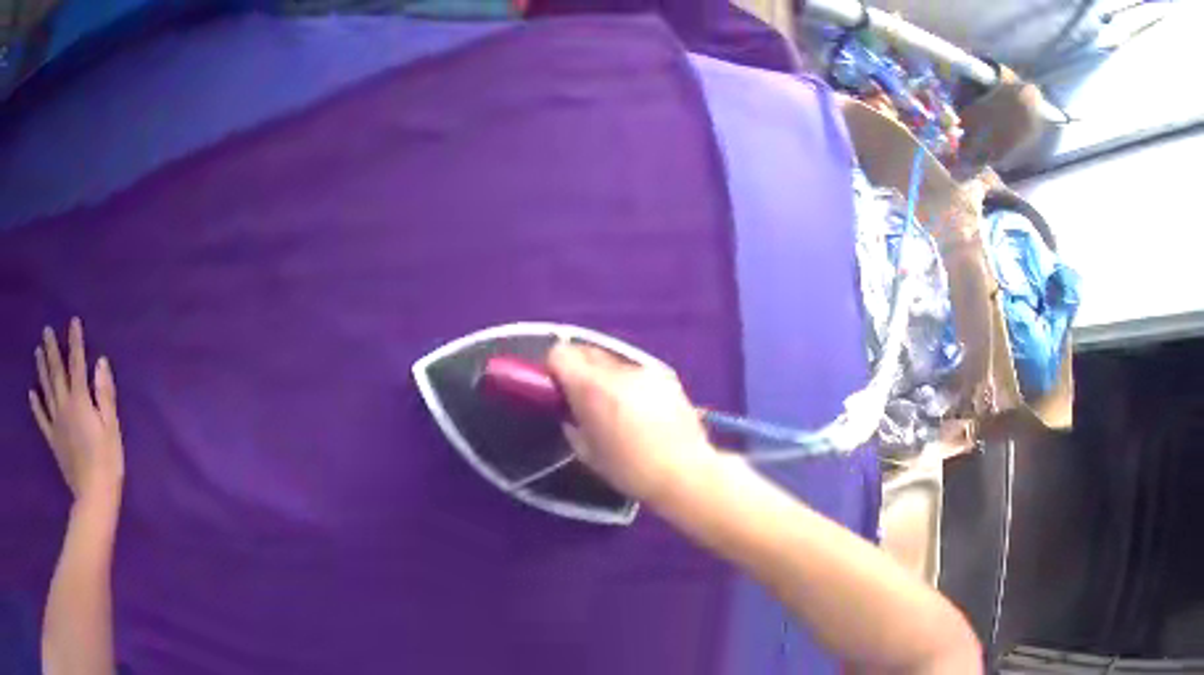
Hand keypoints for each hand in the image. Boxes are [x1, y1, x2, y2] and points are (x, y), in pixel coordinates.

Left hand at [29, 318, 123, 504]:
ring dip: (42, 370)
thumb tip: (101, 362)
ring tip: (37, 352)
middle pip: (57, 373)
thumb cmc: (107, 462)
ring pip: (47, 390)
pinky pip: (42, 420)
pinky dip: (36, 406)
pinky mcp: (53, 440)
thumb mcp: (112, 428)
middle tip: (46, 330)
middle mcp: (65, 405)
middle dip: (52, 350)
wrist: (94, 497)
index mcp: (81, 401)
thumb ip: (105, 395)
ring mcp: (57, 423)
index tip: (73, 321)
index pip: (77, 364)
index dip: (75, 342)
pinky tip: (31, 394)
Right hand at [546, 343, 715, 502]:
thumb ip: (572, 423)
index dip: (553, 368)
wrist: (685, 471)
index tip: (556, 388)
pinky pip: (637, 372)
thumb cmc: (630, 470)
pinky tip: (641, 410)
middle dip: (578, 369)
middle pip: (586, 351)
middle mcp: (618, 371)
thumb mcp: (587, 453)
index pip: (560, 353)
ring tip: (616, 406)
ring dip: (606, 376)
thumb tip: (570, 410)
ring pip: (613, 362)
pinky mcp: (667, 377)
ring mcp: (645, 370)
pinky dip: (631, 383)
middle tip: (581, 397)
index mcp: (591, 388)